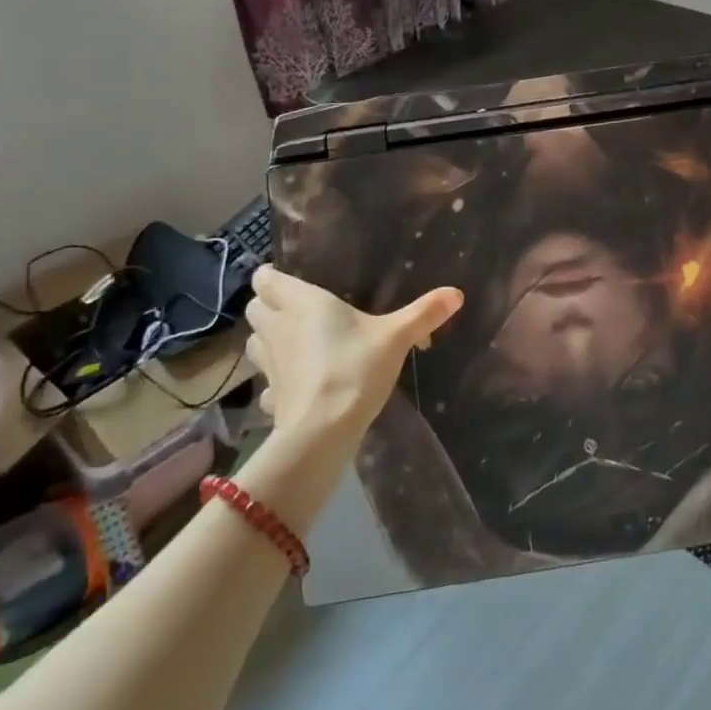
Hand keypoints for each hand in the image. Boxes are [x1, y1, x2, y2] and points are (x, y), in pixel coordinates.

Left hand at [244, 268, 462, 440]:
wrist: (323, 432)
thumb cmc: (356, 368)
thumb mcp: (396, 337)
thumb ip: (424, 313)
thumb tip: (457, 293)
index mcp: (303, 303)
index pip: (267, 280)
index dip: (271, 278)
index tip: (287, 279)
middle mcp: (279, 328)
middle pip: (254, 308)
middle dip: (267, 306)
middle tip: (293, 309)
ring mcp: (270, 365)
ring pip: (254, 343)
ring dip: (266, 340)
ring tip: (292, 343)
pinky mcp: (270, 397)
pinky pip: (266, 384)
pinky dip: (275, 382)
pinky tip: (295, 386)